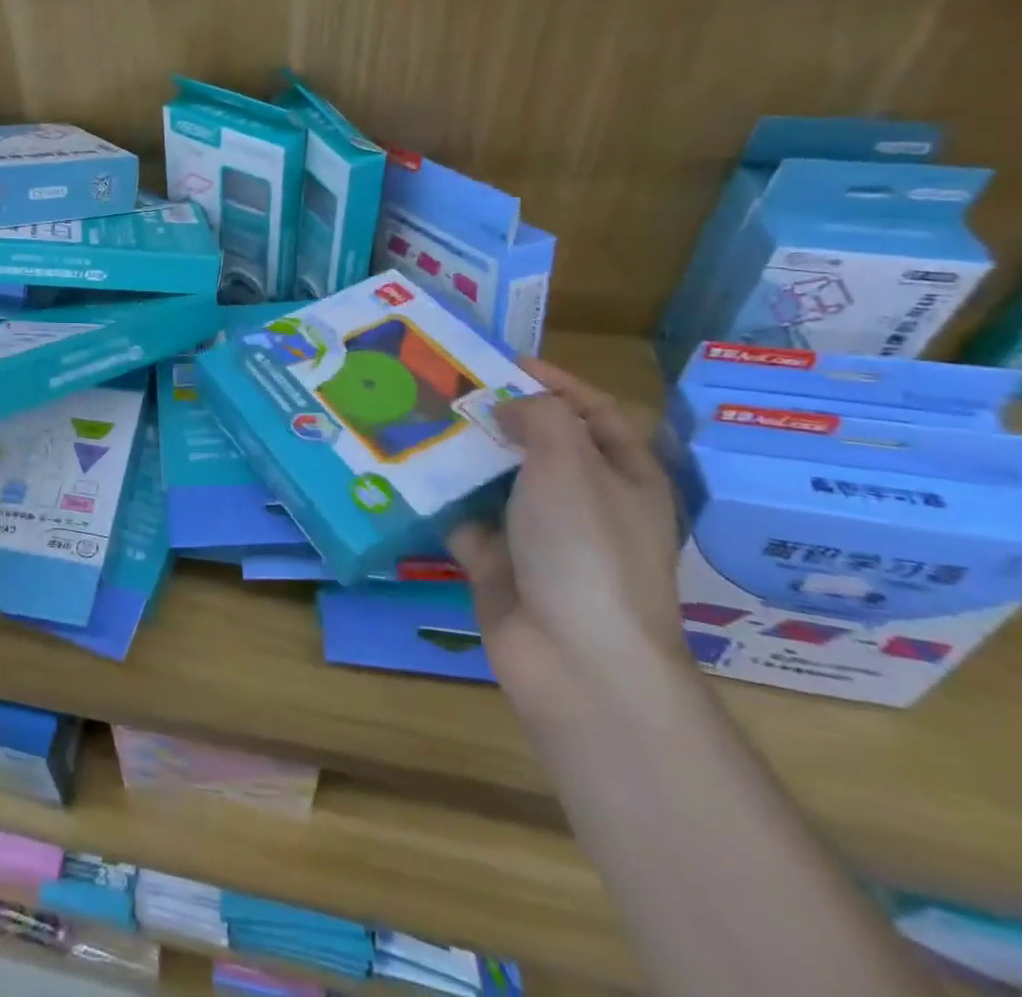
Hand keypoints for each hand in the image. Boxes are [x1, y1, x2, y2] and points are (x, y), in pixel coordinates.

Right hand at [447, 360, 688, 724]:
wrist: (575, 658)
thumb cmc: (585, 547)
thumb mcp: (570, 462)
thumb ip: (538, 416)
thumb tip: (506, 407)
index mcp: (621, 474)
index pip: (593, 411)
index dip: (554, 381)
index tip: (501, 362)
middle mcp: (583, 501)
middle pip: (536, 444)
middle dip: (494, 415)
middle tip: (442, 387)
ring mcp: (538, 536)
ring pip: (494, 482)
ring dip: (459, 455)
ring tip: (412, 419)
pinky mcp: (498, 564)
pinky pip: (462, 520)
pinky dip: (436, 501)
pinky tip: (400, 472)